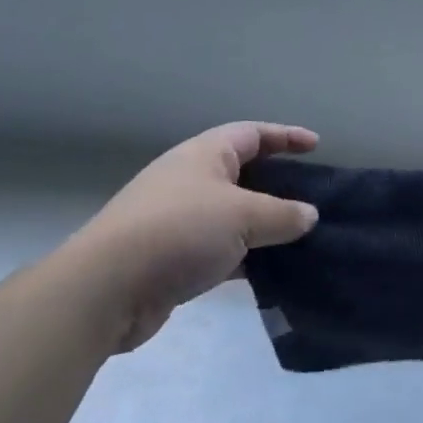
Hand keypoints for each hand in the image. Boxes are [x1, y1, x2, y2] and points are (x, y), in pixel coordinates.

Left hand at [68, 122, 320, 351]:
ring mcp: (177, 218)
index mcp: (205, 154)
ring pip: (231, 214)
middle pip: (243, 172)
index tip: (316, 145)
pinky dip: (243, 255)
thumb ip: (282, 215)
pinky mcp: (169, 256)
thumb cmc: (180, 231)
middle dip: (277, 183)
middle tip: (310, 196)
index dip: (286, 136)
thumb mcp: (242, 216)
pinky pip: (217, 247)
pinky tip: (266, 272)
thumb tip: (309, 215)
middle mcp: (190, 178)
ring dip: (261, 224)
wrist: (105, 288)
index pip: (253, 134)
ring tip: (297, 237)